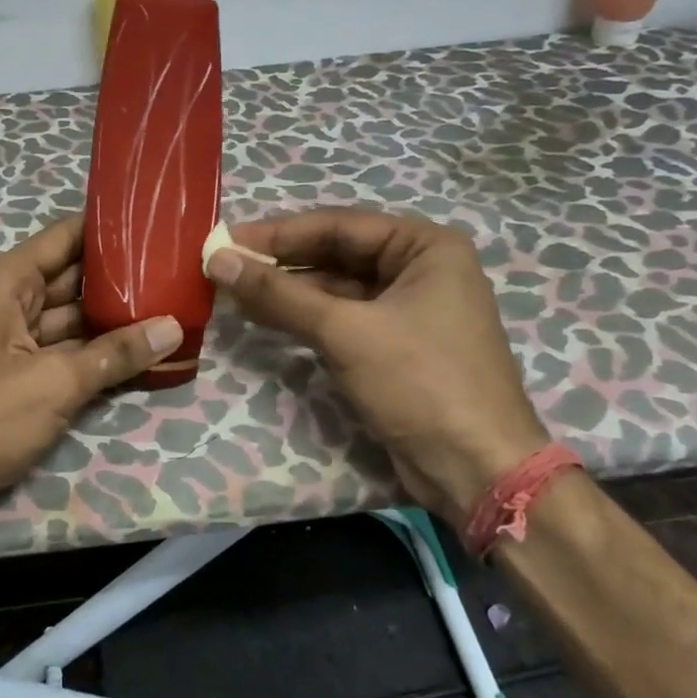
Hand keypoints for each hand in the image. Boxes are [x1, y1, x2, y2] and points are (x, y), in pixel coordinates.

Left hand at [0, 216, 182, 539]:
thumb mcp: (52, 384)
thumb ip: (114, 354)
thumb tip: (173, 326)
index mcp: (7, 283)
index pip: (67, 237)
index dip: (110, 228)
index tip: (159, 223)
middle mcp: (10, 303)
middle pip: (75, 279)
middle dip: (123, 278)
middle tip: (181, 271)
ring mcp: (14, 344)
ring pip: (75, 321)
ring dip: (116, 321)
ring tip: (176, 309)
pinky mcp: (19, 380)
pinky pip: (67, 356)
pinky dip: (99, 356)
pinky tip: (144, 355)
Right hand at [208, 209, 548, 526]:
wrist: (477, 471)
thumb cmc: (420, 382)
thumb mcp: (345, 331)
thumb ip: (279, 294)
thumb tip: (219, 260)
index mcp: (425, 247)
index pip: (337, 226)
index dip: (277, 233)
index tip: (225, 240)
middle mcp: (420, 268)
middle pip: (336, 254)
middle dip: (280, 262)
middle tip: (224, 265)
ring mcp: (409, 308)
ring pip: (336, 288)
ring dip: (287, 291)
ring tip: (233, 290)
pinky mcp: (396, 344)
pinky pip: (342, 317)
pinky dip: (305, 317)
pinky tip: (264, 316)